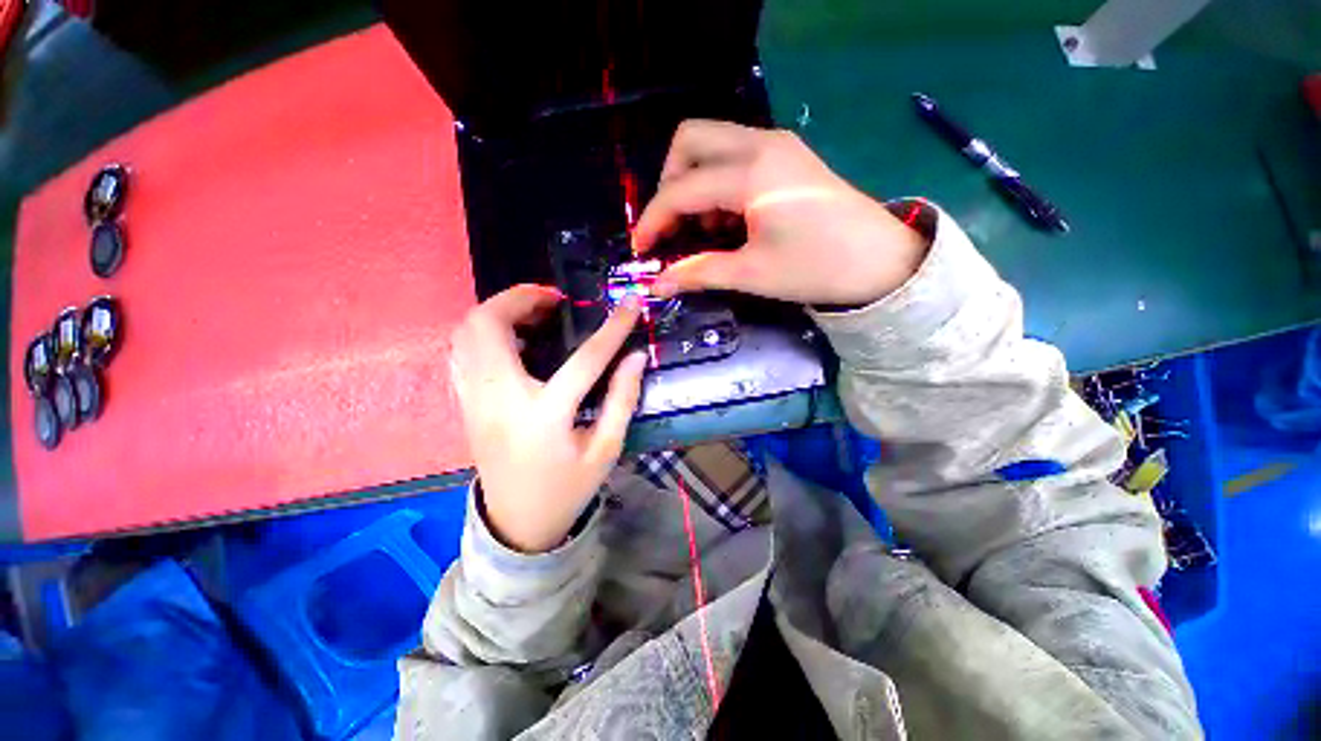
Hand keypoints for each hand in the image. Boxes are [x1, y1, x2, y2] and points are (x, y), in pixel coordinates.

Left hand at [449, 285, 648, 552]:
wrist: (517, 522)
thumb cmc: (567, 488)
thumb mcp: (605, 449)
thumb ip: (622, 399)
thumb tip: (635, 356)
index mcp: (544, 416)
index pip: (584, 358)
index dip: (612, 327)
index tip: (629, 302)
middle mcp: (499, 400)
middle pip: (491, 325)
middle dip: (523, 298)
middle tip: (557, 301)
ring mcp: (474, 400)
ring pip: (467, 331)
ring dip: (500, 310)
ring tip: (535, 313)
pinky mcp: (465, 402)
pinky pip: (461, 350)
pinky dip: (485, 330)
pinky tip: (513, 338)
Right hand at [634, 120, 928, 305]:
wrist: (882, 262)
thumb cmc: (816, 268)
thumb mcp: (751, 273)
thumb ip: (698, 273)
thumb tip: (656, 285)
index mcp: (751, 173)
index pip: (682, 189)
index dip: (654, 220)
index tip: (641, 250)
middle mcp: (761, 143)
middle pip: (690, 140)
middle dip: (669, 183)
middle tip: (673, 226)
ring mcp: (777, 145)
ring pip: (712, 142)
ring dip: (693, 181)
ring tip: (703, 229)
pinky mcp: (787, 155)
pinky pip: (734, 153)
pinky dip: (717, 181)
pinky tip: (728, 218)